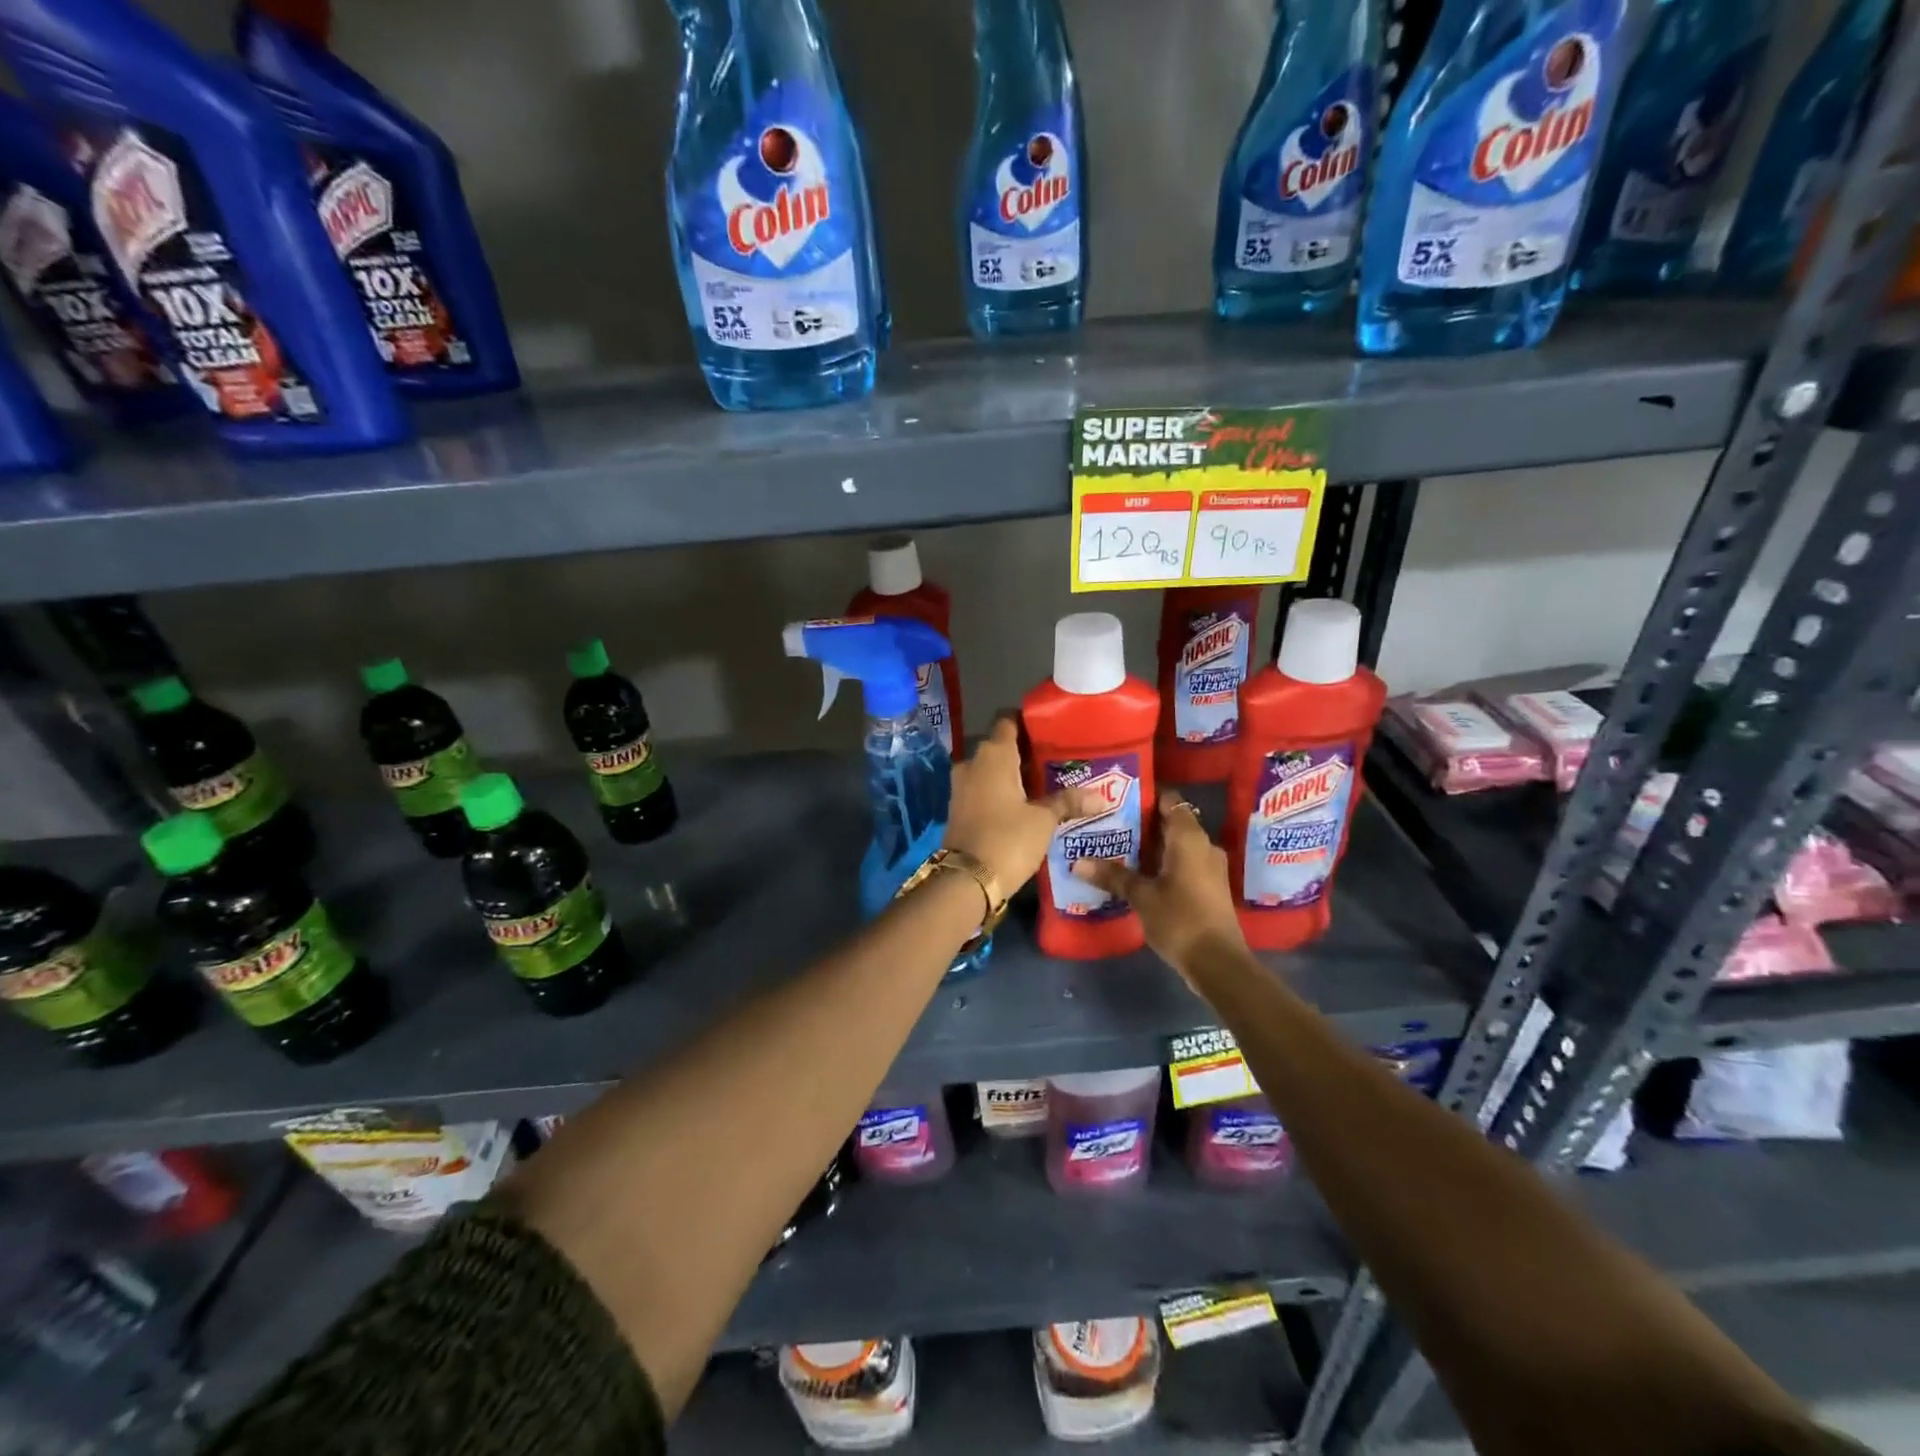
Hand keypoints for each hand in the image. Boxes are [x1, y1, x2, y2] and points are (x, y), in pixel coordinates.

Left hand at [944, 717, 1096, 892]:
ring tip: (1043, 784)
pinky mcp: (958, 808)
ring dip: (1012, 775)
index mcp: (994, 754)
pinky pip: (982, 789)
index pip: (1008, 722)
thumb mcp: (1044, 821)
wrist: (967, 880)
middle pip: (1000, 747)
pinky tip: (1023, 805)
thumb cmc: (1008, 839)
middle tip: (1055, 762)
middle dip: (1025, 753)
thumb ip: (1068, 802)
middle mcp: (972, 763)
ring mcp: (961, 786)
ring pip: (990, 770)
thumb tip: (1101, 797)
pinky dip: (1000, 792)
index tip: (1050, 731)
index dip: (1027, 723)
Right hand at [1073, 790, 1247, 974]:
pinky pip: (1182, 863)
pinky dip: (1161, 863)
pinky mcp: (1208, 887)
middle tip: (1109, 823)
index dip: (1146, 795)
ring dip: (1150, 846)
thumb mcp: (1141, 896)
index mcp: (1189, 838)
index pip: (1170, 801)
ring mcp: (1209, 868)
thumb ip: (1112, 876)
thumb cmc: (1180, 919)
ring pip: (1176, 845)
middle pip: (1171, 823)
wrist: (1218, 963)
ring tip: (1116, 847)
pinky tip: (1136, 873)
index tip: (1119, 797)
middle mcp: (1203, 846)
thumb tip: (1078, 862)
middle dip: (1142, 823)